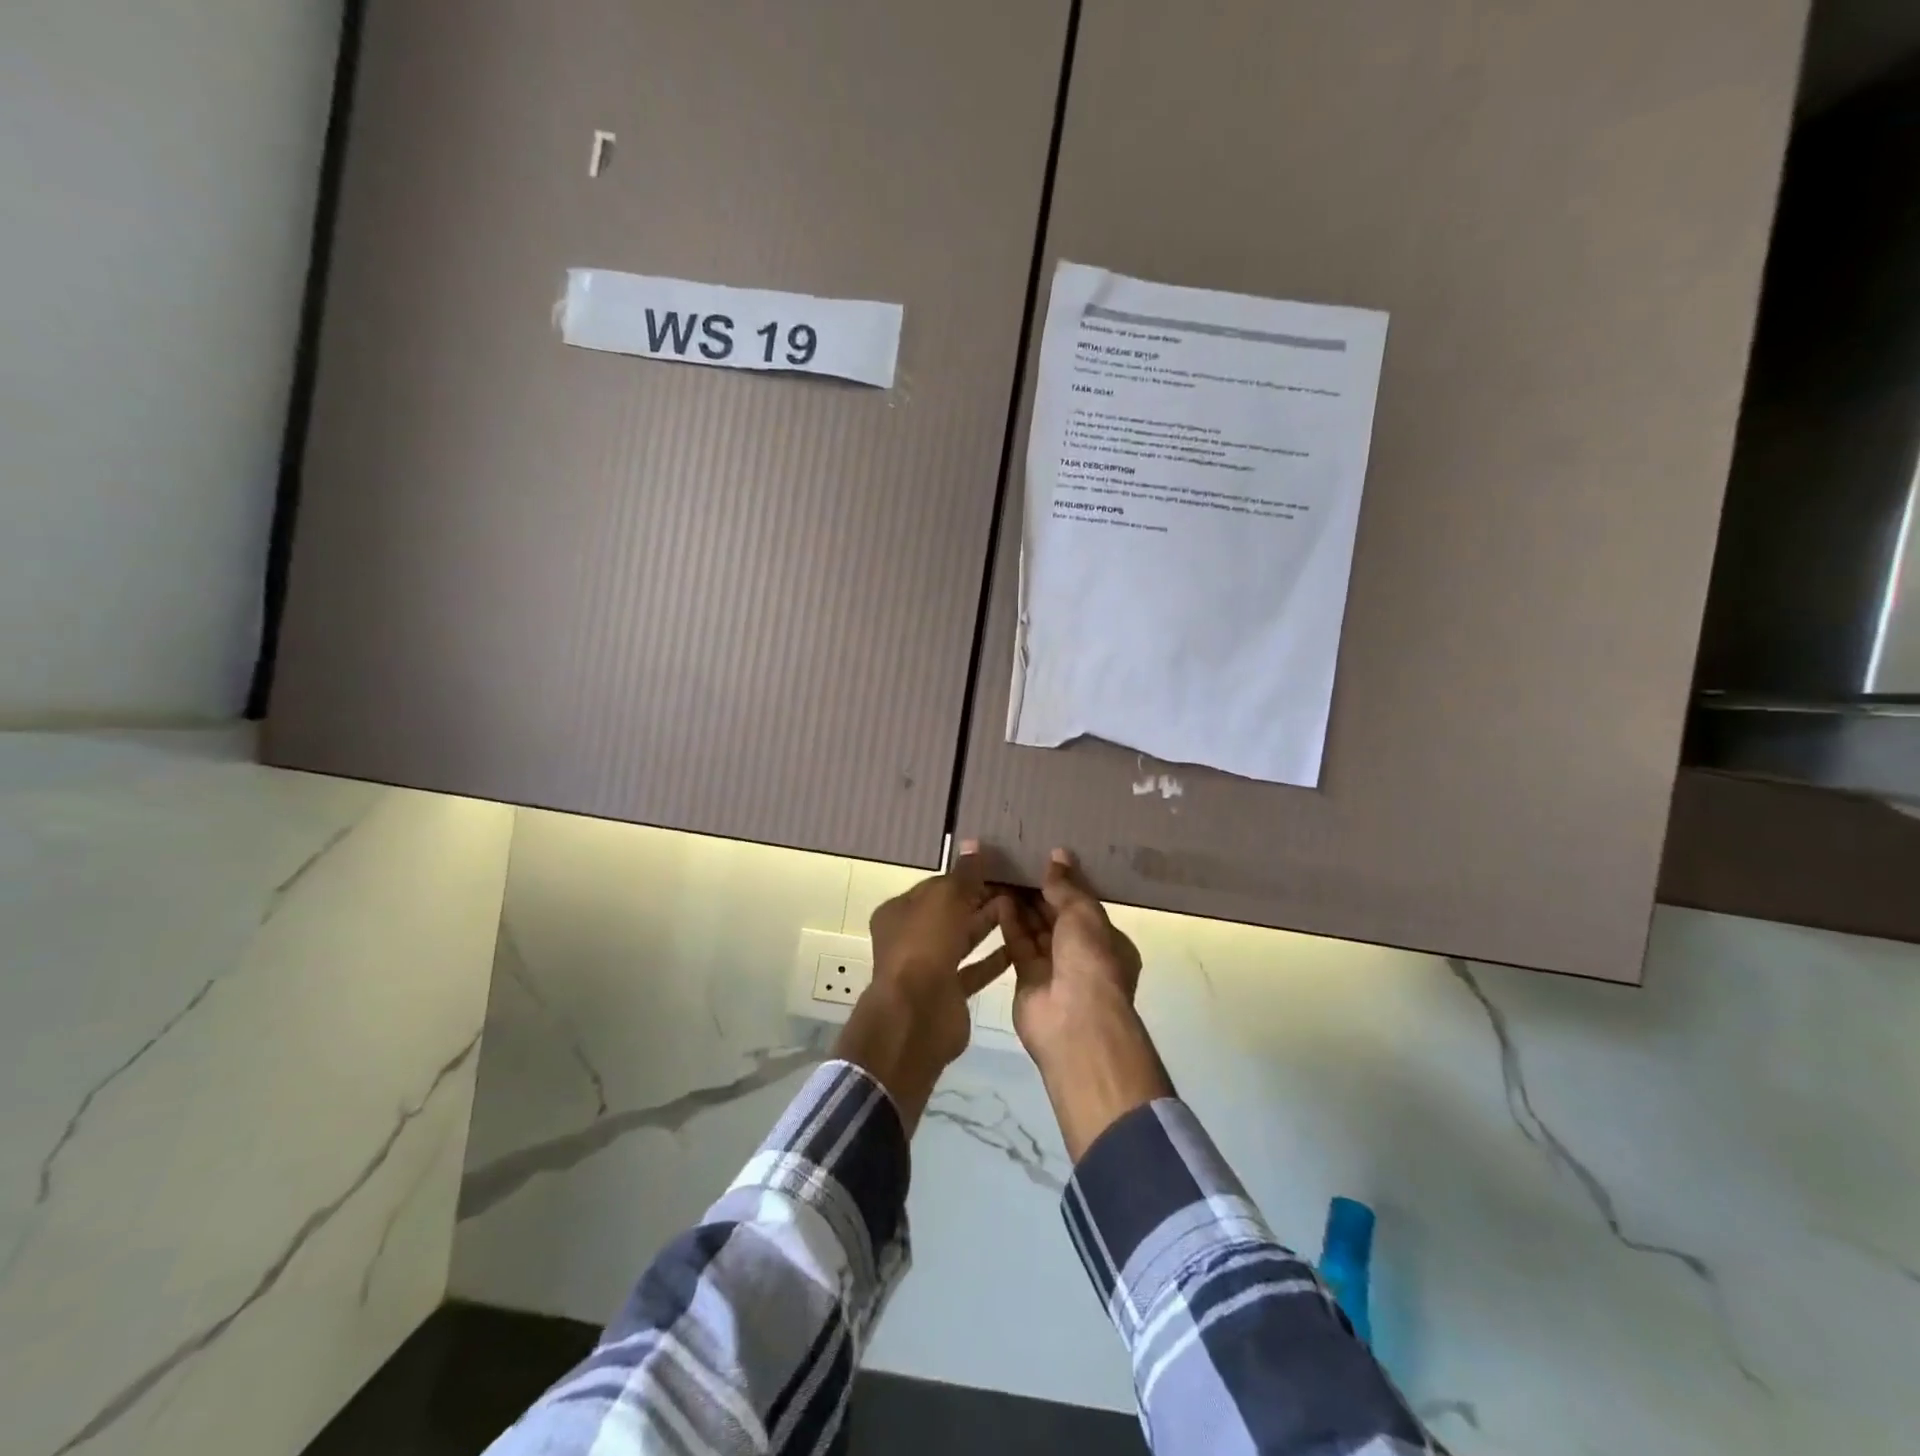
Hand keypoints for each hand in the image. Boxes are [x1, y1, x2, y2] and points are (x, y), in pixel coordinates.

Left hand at [836, 843, 1010, 1130]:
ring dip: (990, 925)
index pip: (937, 886)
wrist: (917, 1016)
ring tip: (1023, 909)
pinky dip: (995, 958)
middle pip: (951, 912)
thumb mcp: (946, 898)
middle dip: (981, 899)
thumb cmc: (925, 946)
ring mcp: (929, 967)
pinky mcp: (949, 992)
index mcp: (899, 911)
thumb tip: (975, 844)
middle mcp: (911, 937)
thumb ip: (964, 874)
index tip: (998, 868)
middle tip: (1018, 888)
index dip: (966, 876)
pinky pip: (975, 969)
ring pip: (964, 939)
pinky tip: (1021, 945)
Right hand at [998, 849, 1142, 1058]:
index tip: (1043, 860)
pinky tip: (998, 898)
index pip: (1084, 906)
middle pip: (1057, 917)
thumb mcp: (1084, 913)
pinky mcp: (1027, 979)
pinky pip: (1018, 944)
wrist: (1074, 1021)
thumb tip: (1058, 855)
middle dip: (1039, 893)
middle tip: (1016, 862)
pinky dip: (1010, 923)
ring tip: (1002, 874)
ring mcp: (1054, 969)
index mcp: (1108, 940)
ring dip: (1021, 905)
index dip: (1065, 884)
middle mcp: (1082, 955)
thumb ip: (1067, 886)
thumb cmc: (1090, 960)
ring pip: (1035, 930)